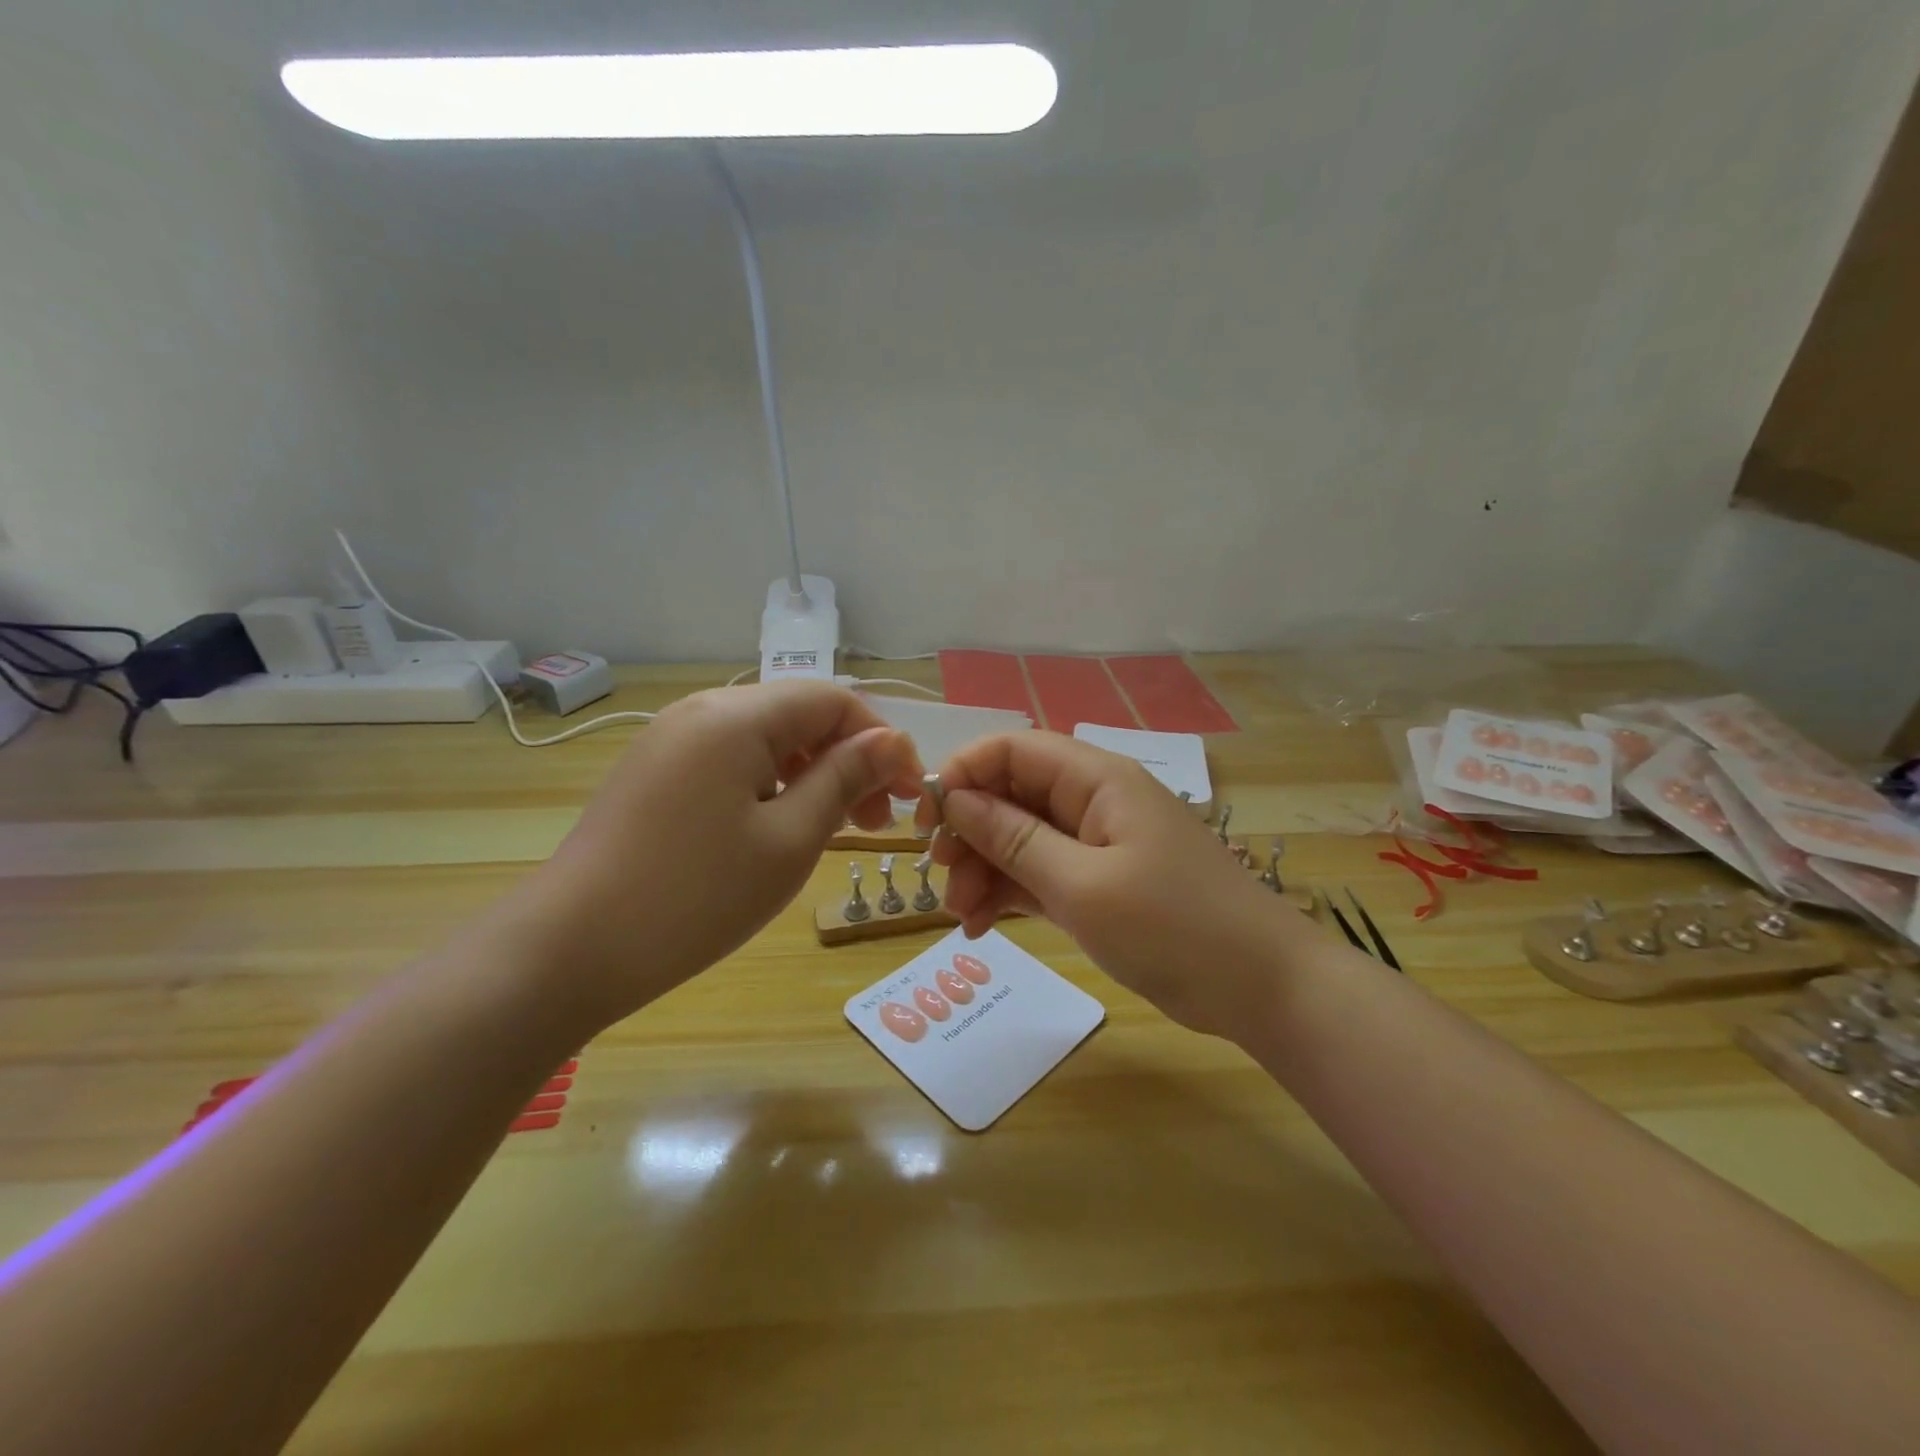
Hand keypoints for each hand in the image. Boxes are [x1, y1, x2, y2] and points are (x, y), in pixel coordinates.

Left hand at [508, 682, 923, 1032]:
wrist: (569, 950)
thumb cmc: (696, 896)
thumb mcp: (789, 838)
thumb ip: (845, 778)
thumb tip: (891, 740)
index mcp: (737, 716)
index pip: (832, 700)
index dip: (881, 740)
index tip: (910, 792)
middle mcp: (702, 711)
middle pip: (799, 715)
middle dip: (849, 759)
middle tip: (877, 822)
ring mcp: (671, 740)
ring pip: (766, 739)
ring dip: (813, 774)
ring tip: (836, 828)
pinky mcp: (655, 772)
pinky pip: (731, 761)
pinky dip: (772, 784)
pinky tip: (781, 827)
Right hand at [923, 732, 1312, 1038]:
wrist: (1262, 988)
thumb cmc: (1173, 926)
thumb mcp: (1081, 884)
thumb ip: (1014, 839)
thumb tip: (956, 799)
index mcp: (1097, 779)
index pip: (1013, 749)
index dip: (963, 773)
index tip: (927, 819)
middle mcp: (1094, 801)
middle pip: (1012, 796)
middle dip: (970, 832)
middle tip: (943, 878)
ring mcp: (1098, 844)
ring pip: (1021, 839)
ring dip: (984, 871)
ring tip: (961, 918)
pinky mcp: (1101, 883)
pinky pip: (1041, 874)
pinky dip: (1010, 894)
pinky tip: (981, 926)